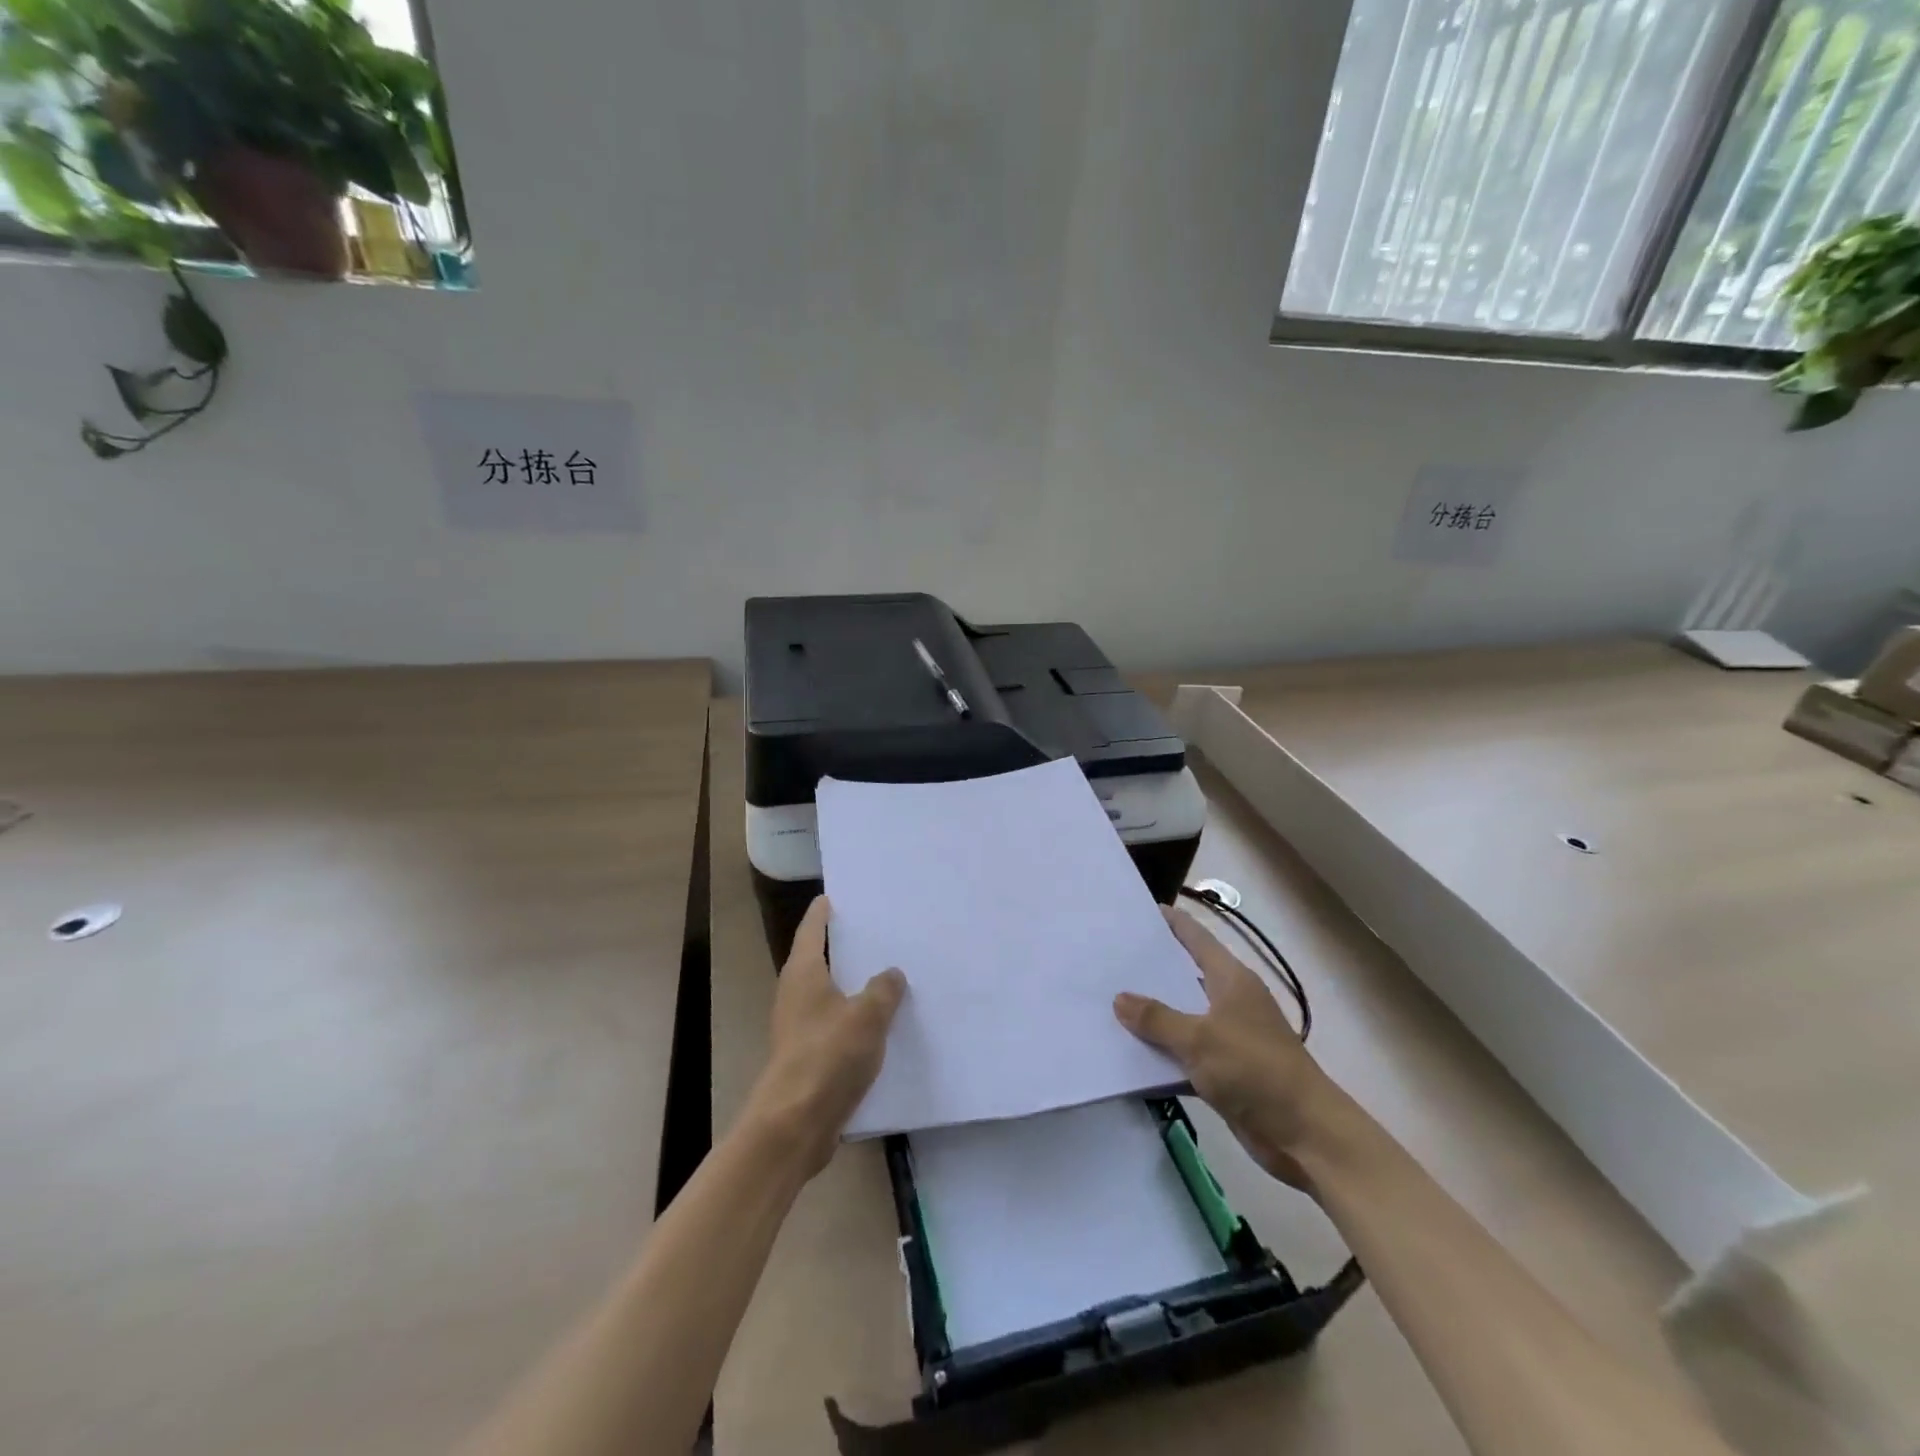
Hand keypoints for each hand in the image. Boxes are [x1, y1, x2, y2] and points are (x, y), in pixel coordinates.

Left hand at [747, 895, 906, 1178]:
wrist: (795, 1124)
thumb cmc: (827, 1056)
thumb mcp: (867, 1016)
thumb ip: (883, 990)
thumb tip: (891, 973)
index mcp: (804, 973)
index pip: (812, 929)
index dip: (823, 911)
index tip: (835, 896)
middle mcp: (795, 994)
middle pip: (819, 959)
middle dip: (844, 946)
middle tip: (876, 930)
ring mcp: (799, 1026)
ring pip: (830, 993)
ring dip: (852, 983)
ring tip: (887, 973)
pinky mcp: (808, 1055)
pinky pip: (836, 1023)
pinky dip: (855, 1016)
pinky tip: (882, 1022)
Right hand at [1115, 906, 1343, 1188]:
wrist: (1305, 1135)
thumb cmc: (1255, 1070)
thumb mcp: (1199, 1039)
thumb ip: (1157, 1018)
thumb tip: (1120, 998)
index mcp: (1231, 980)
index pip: (1197, 939)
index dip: (1172, 922)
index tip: (1141, 909)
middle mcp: (1230, 1002)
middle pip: (1185, 976)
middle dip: (1151, 969)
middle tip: (1110, 956)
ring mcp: (1228, 1038)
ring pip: (1182, 1017)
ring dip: (1152, 1015)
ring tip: (1108, 1001)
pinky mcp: (1225, 1072)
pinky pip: (1184, 1053)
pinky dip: (1161, 1053)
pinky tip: (1128, 1053)